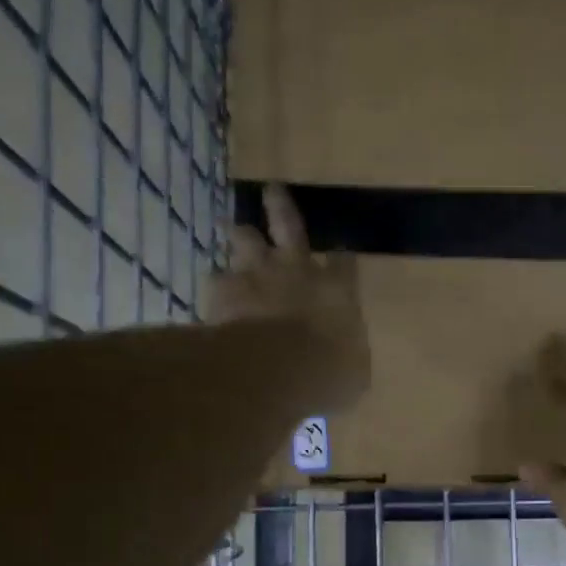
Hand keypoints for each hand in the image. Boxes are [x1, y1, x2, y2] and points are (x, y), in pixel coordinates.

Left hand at [211, 184, 368, 409]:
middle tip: (272, 190)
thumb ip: (349, 358)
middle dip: (280, 206)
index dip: (341, 258)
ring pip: (244, 239)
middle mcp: (297, 269)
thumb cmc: (326, 373)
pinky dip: (216, 286)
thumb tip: (348, 363)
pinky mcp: (224, 289)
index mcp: (337, 289)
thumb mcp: (353, 374)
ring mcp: (257, 273)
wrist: (276, 369)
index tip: (340, 255)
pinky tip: (212, 294)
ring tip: (231, 230)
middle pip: (289, 224)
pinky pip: (215, 279)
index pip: (344, 262)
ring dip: (239, 235)